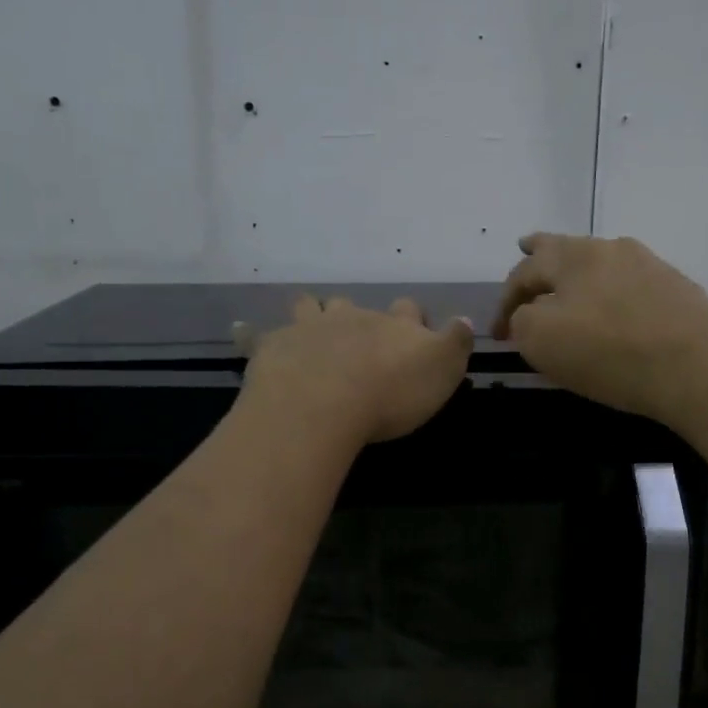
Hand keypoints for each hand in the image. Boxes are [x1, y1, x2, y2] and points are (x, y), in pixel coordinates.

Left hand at [234, 295, 473, 446]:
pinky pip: (256, 334)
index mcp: (394, 325)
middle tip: (357, 333)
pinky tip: (242, 331)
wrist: (324, 403)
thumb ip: (456, 342)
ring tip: (310, 321)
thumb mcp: (443, 370)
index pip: (408, 310)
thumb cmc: (392, 392)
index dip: (412, 319)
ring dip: (311, 311)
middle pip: (354, 304)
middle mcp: (352, 317)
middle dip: (356, 314)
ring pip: (309, 307)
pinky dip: (250, 333)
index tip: (413, 332)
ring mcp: (309, 328)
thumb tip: (465, 319)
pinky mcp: (273, 347)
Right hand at [492, 234, 707, 425]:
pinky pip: (631, 285)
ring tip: (570, 281)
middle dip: (541, 252)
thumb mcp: (541, 340)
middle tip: (526, 246)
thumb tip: (528, 314)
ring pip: (602, 263)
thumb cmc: (609, 352)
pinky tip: (616, 309)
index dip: (504, 302)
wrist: (698, 366)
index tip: (499, 335)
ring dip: (580, 273)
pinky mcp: (677, 289)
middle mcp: (610, 249)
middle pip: (566, 249)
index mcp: (572, 256)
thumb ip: (522, 320)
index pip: (524, 272)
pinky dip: (612, 292)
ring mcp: (649, 266)